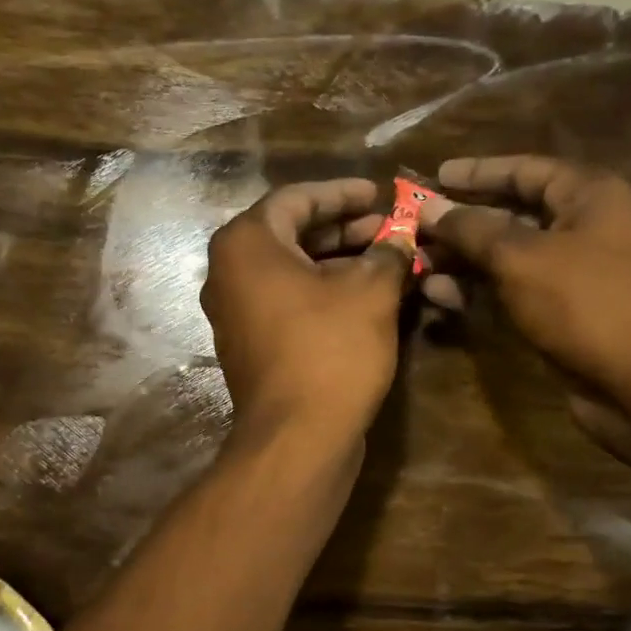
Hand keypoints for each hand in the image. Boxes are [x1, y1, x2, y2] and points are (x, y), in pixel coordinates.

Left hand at [202, 178, 411, 446]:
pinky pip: (288, 304)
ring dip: (338, 263)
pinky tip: (364, 298)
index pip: (297, 199)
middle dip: (344, 230)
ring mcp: (236, 314)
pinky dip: (323, 294)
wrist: (299, 437)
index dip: (343, 193)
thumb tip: (401, 239)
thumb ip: (388, 253)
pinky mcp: (251, 347)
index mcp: (246, 245)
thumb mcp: (372, 291)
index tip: (379, 193)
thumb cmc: (331, 349)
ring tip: (386, 261)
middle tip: (388, 229)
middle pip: (291, 235)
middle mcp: (229, 274)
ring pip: (291, 272)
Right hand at [418, 156, 630, 459]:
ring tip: (417, 265)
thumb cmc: (586, 302)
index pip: (525, 170)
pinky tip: (440, 296)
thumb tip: (428, 206)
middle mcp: (583, 227)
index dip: (477, 173)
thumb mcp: (521, 257)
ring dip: (463, 261)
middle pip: (512, 215)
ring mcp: (573, 274)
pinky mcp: (562, 313)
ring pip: (508, 258)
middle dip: (462, 223)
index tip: (434, 177)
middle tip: (414, 228)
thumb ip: (471, 229)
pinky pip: (513, 292)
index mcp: (588, 195)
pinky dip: (479, 292)